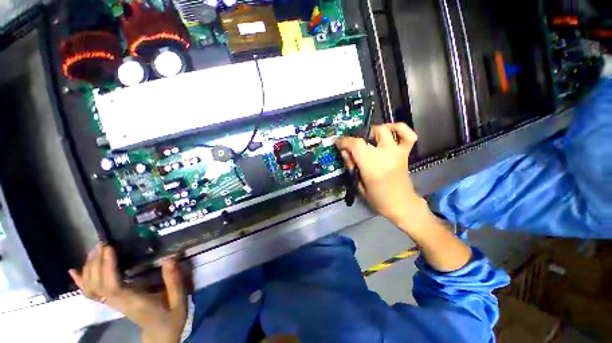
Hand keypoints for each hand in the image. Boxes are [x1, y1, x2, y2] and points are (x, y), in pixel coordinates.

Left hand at [69, 244, 186, 342]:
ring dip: (90, 268)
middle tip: (103, 243)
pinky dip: (81, 281)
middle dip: (96, 263)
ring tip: (96, 249)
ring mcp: (112, 303)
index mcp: (133, 302)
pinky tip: (75, 270)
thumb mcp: (178, 300)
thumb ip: (173, 280)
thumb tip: (169, 258)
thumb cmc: (171, 317)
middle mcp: (118, 303)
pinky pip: (91, 293)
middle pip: (97, 285)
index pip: (112, 286)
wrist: (161, 335)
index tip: (110, 248)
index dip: (107, 268)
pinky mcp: (112, 302)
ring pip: (91, 288)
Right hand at [336, 123, 426, 227]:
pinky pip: (408, 135)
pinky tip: (390, 131)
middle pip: (368, 135)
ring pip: (385, 130)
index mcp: (372, 166)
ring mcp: (397, 152)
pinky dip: (399, 128)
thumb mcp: (359, 185)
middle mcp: (385, 155)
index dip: (344, 141)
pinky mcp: (405, 153)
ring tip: (368, 138)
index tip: (337, 142)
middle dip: (356, 137)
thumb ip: (351, 166)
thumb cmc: (378, 199)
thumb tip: (344, 151)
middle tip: (352, 145)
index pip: (356, 145)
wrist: (401, 204)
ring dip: (373, 131)